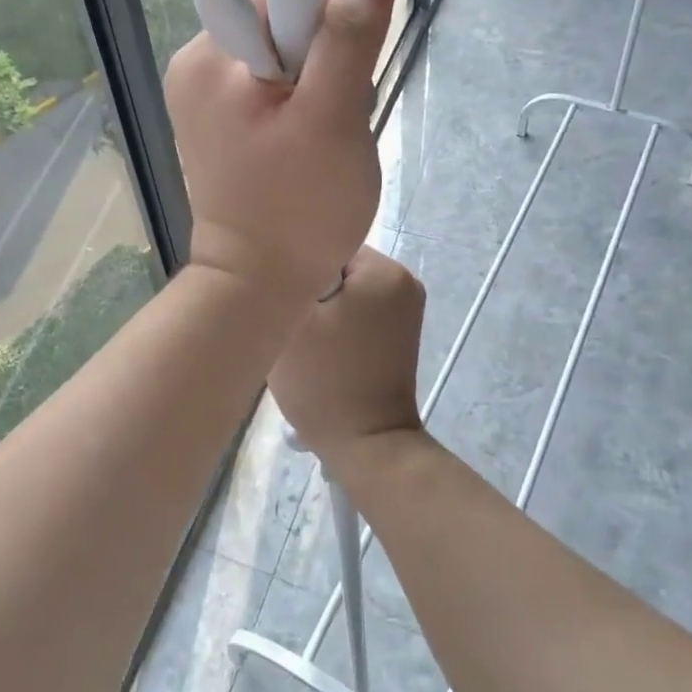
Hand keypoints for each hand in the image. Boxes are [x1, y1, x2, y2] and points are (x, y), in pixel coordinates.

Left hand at [166, 0, 395, 304]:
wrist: (258, 282)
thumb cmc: (300, 207)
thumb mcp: (334, 119)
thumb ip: (349, 40)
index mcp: (211, 56)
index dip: (325, 29)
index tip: (337, 81)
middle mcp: (197, 64)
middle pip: (284, 24)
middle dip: (323, 64)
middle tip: (331, 124)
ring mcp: (203, 94)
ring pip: (284, 56)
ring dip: (316, 89)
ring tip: (318, 143)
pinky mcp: (216, 119)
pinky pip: (271, 86)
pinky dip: (298, 108)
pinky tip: (303, 147)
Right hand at [268, 246, 424, 463]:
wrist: (366, 446)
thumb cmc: (325, 380)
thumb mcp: (293, 320)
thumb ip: (286, 278)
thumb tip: (283, 257)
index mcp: (385, 270)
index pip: (326, 246)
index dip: (298, 272)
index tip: (285, 303)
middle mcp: (405, 281)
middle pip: (337, 269)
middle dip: (311, 292)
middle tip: (294, 328)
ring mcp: (407, 310)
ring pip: (346, 292)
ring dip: (323, 311)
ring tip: (309, 345)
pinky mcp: (401, 335)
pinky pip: (359, 312)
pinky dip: (339, 326)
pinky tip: (326, 353)